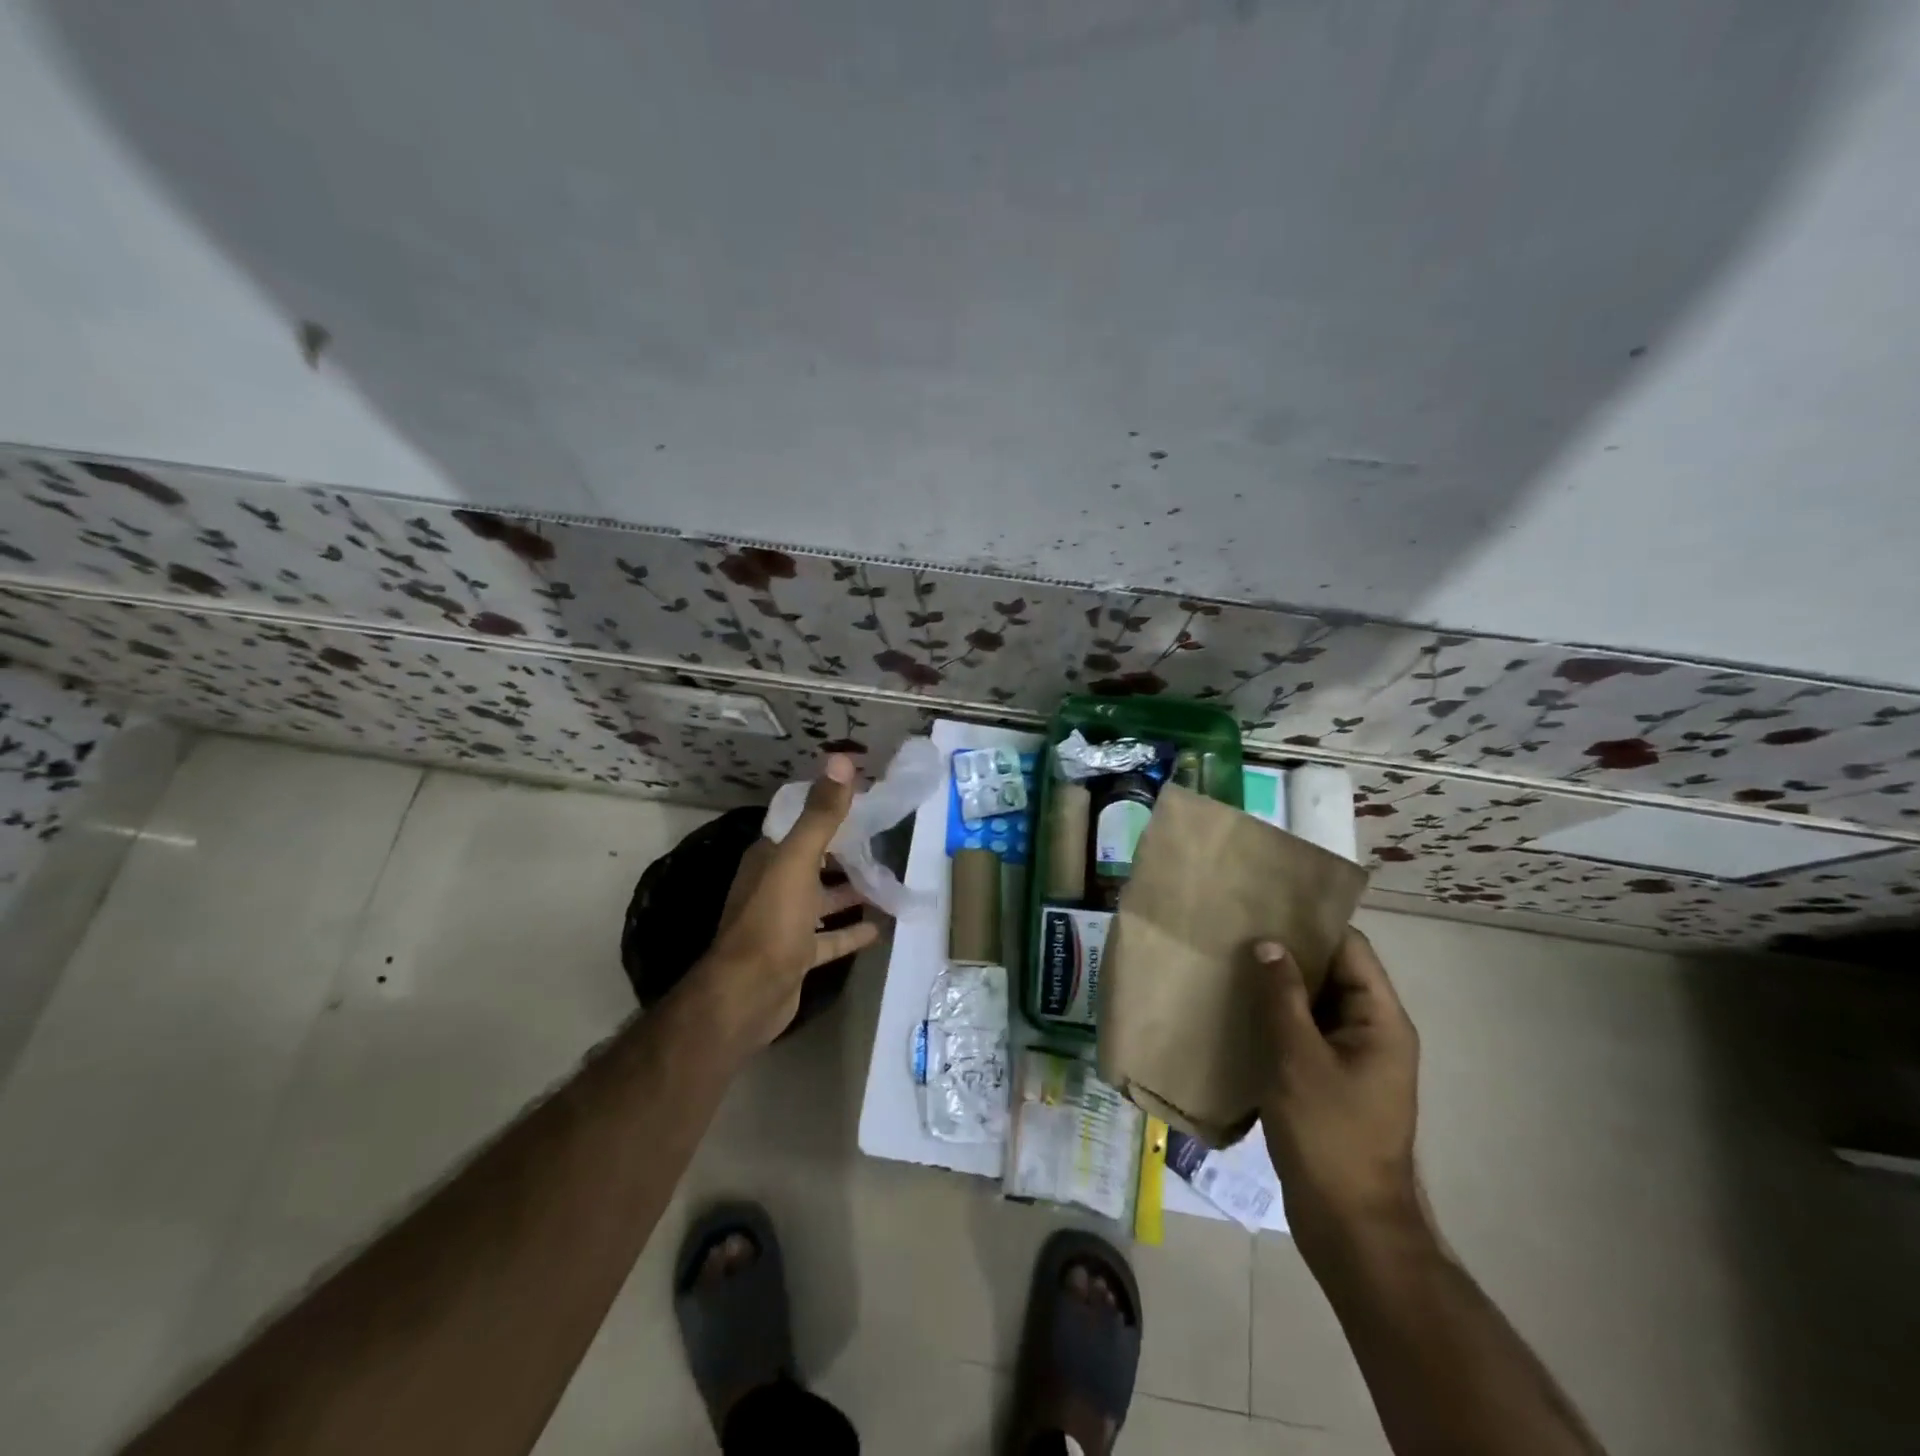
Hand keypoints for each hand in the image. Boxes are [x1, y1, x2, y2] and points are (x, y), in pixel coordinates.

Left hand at [688, 754, 879, 1053]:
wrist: (748, 995)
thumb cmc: (772, 920)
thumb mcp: (798, 860)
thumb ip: (821, 814)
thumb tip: (839, 759)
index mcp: (770, 858)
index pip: (800, 824)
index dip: (829, 810)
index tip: (865, 799)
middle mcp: (775, 885)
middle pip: (815, 861)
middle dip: (845, 852)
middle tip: (886, 840)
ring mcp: (786, 923)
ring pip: (823, 899)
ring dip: (851, 890)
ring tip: (889, 880)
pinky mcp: (798, 955)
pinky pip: (830, 938)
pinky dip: (852, 931)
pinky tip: (881, 926)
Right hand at [1257, 929, 1422, 1263]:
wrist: (1349, 1226)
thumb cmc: (1329, 1136)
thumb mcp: (1298, 1059)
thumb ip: (1283, 997)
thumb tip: (1268, 944)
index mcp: (1380, 1020)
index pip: (1351, 948)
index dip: (1311, 924)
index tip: (1265, 905)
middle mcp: (1373, 1031)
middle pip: (1333, 973)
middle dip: (1289, 953)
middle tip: (1237, 931)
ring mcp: (1353, 1058)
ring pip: (1315, 1003)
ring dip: (1279, 986)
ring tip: (1231, 963)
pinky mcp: (1331, 1080)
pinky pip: (1305, 1032)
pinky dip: (1277, 1017)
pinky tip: (1238, 1010)